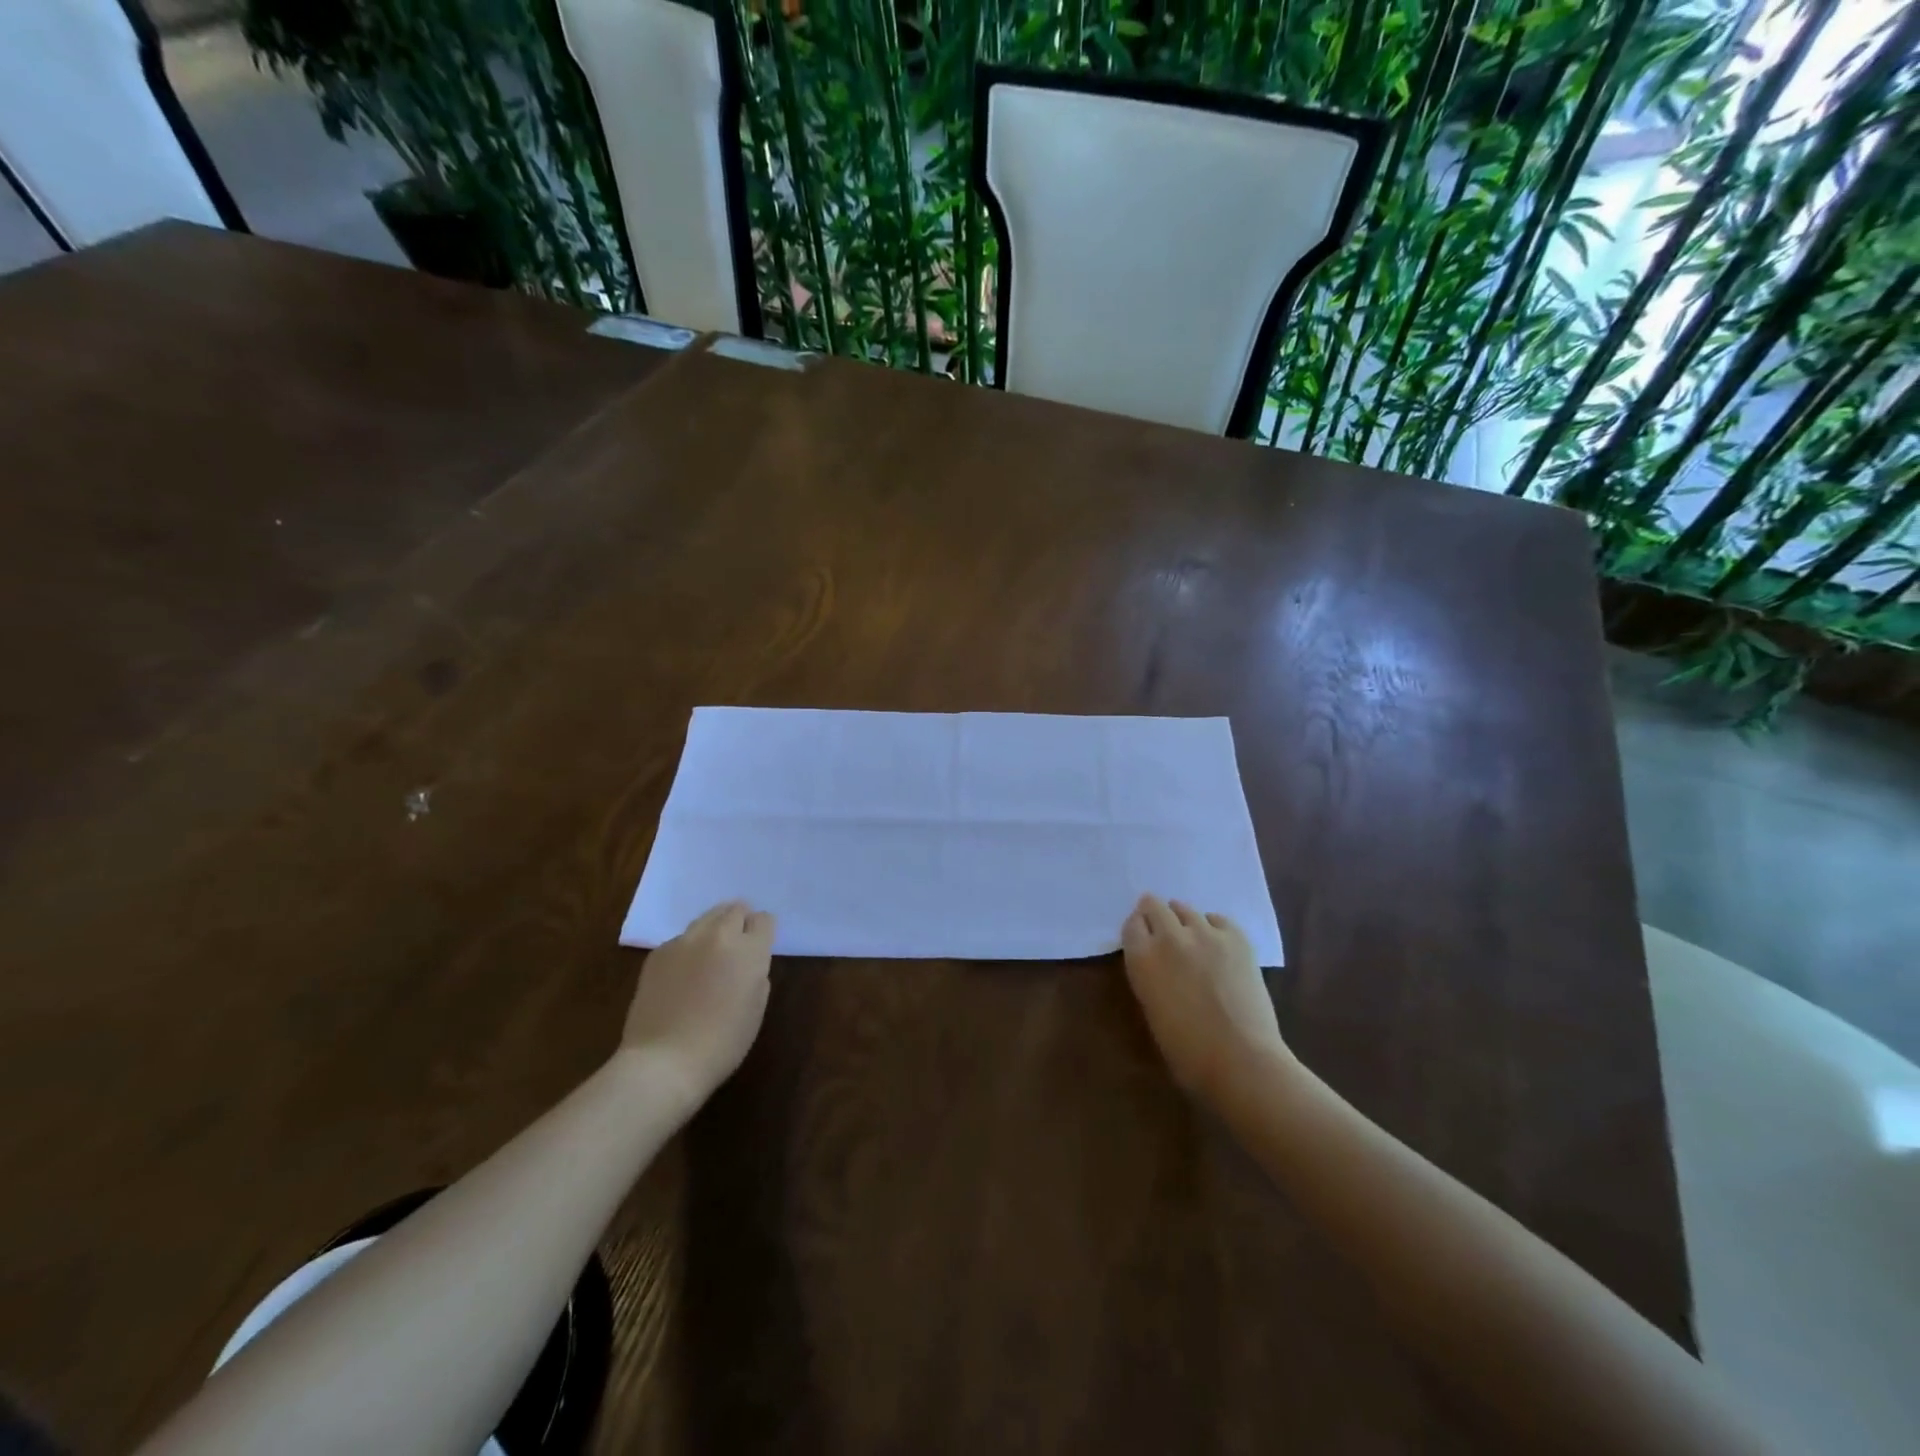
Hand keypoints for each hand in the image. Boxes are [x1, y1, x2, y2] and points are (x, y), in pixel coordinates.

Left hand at [621, 901, 775, 1106]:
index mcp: (749, 950)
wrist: (664, 1061)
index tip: (760, 946)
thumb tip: (748, 961)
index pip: (764, 920)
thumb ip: (756, 974)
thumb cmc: (722, 1043)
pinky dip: (688, 949)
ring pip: (706, 918)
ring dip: (714, 930)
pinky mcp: (658, 953)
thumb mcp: (756, 1009)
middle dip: (740, 921)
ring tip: (710, 956)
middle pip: (734, 909)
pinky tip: (683, 975)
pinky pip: (681, 939)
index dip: (763, 932)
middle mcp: (718, 936)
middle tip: (737, 945)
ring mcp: (684, 942)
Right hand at [1120, 894, 1289, 1105]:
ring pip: (1186, 909)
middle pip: (1154, 906)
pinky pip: (1218, 919)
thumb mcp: (1151, 1009)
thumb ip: (1149, 976)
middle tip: (1161, 928)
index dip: (1137, 929)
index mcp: (1142, 958)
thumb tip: (1157, 965)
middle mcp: (1169, 936)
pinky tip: (1217, 944)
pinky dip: (1213, 927)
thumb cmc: (1187, 1051)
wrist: (1241, 1059)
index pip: (1132, 924)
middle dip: (1155, 914)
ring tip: (1191, 937)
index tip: (1142, 936)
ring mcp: (1205, 933)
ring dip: (1183, 919)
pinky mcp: (1236, 938)